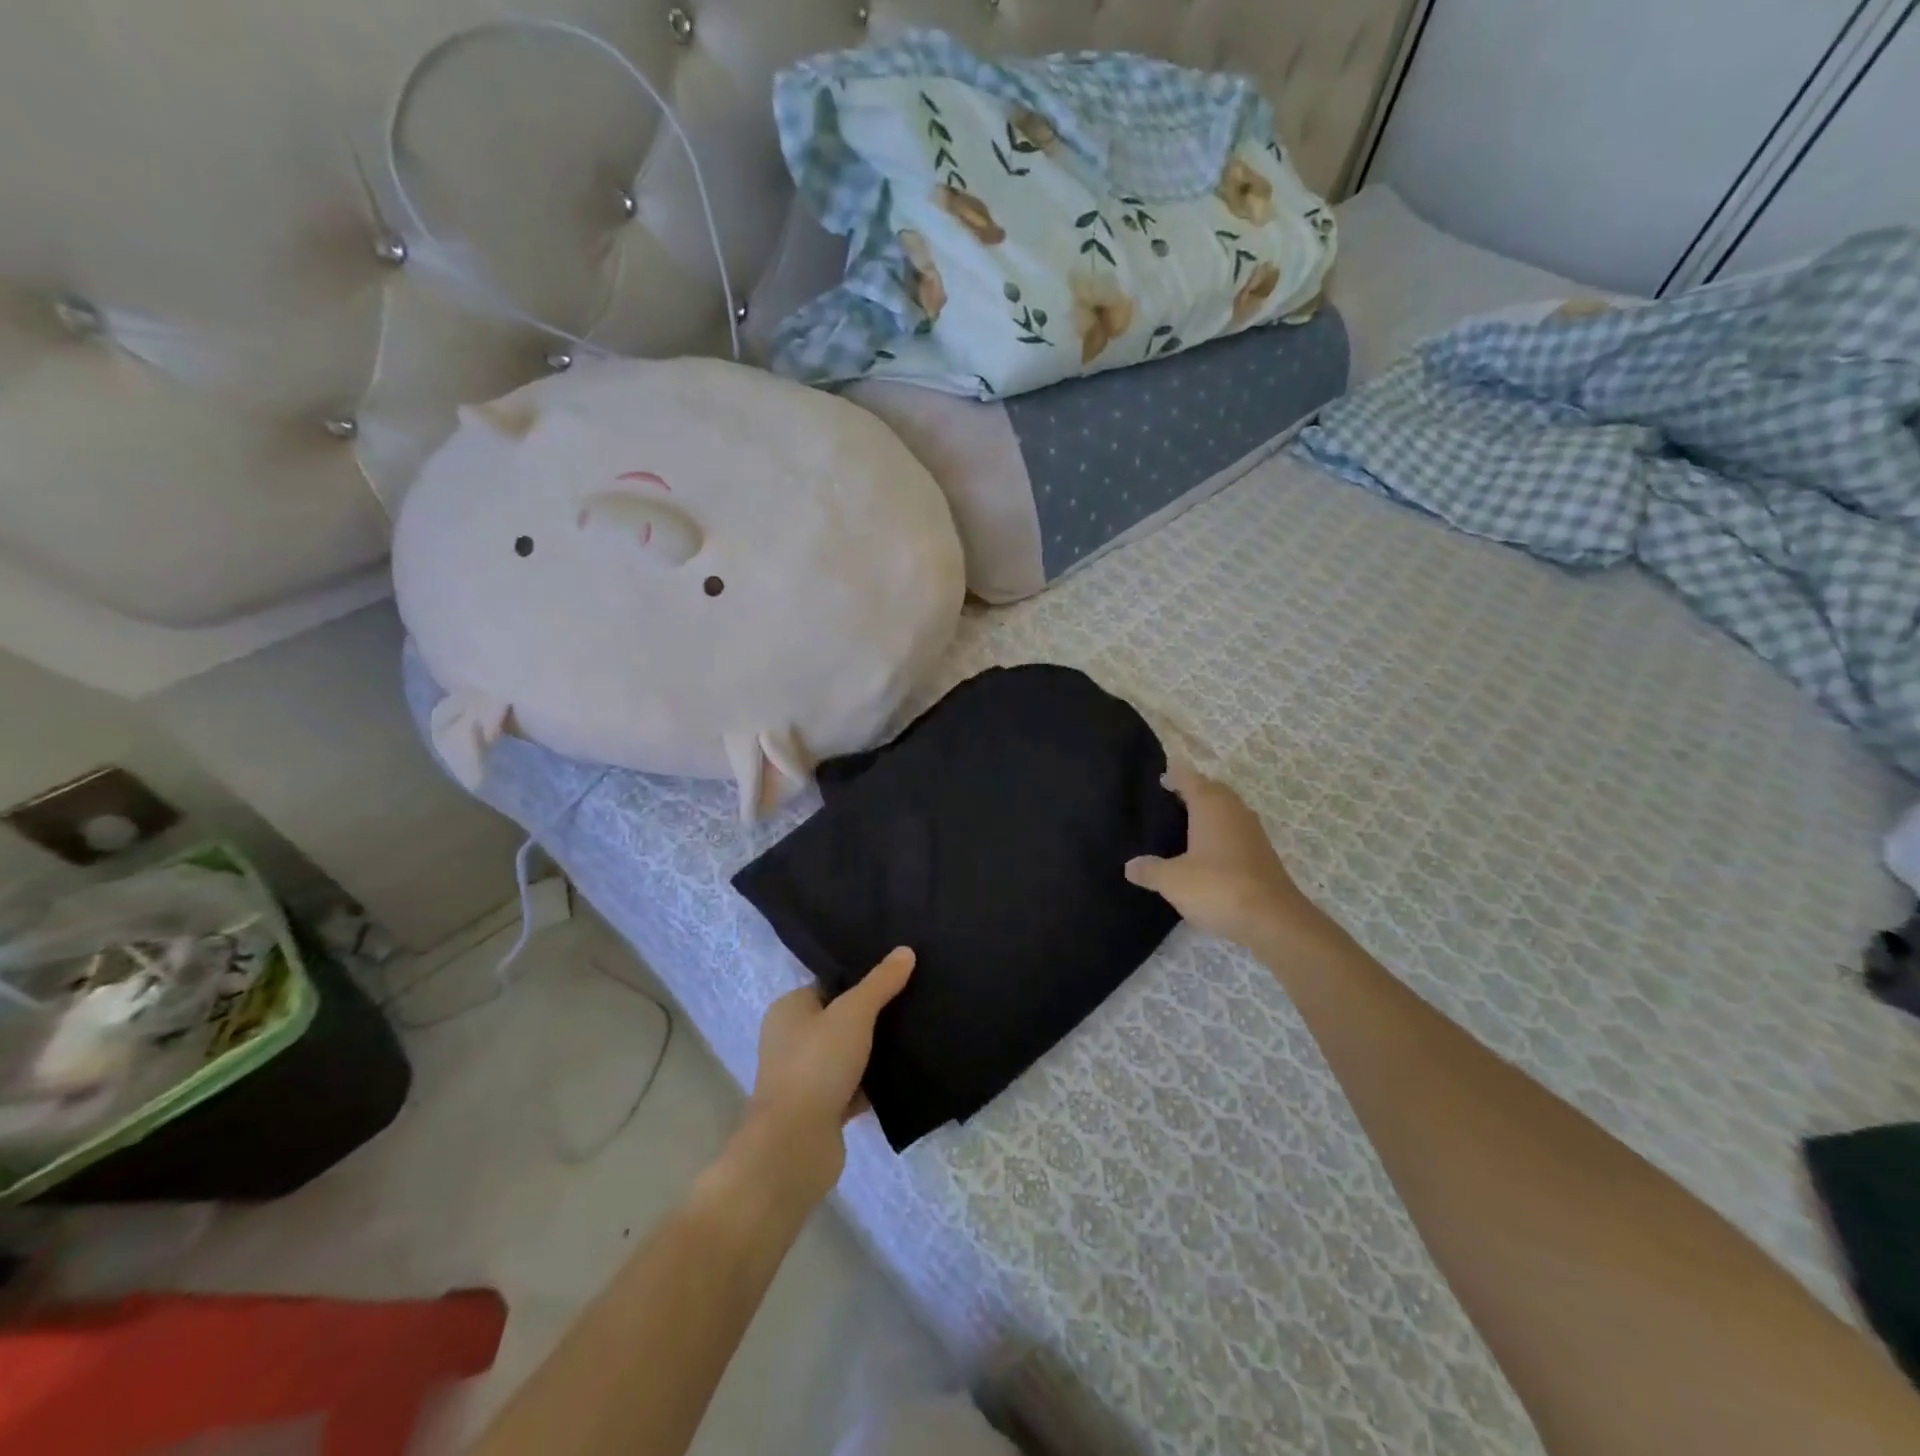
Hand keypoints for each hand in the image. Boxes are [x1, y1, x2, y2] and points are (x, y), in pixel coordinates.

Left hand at [745, 948, 915, 1200]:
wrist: (795, 1146)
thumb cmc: (817, 1065)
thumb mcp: (854, 1013)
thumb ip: (880, 982)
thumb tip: (906, 950)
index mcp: (788, 1009)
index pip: (829, 984)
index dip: (861, 980)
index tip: (898, 976)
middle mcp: (791, 1040)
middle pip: (840, 1019)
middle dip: (873, 1016)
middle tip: (913, 1002)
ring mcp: (805, 1077)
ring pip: (849, 1054)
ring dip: (875, 1051)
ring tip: (916, 1035)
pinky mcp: (820, 1109)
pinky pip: (854, 1086)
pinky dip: (874, 1083)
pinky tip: (906, 1074)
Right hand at [1125, 760, 1337, 955]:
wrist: (1273, 920)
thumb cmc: (1217, 887)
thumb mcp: (1172, 881)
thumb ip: (1149, 870)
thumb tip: (1130, 865)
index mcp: (1210, 806)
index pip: (1190, 778)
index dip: (1174, 775)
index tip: (1160, 776)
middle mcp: (1234, 811)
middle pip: (1212, 791)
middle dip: (1193, 791)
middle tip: (1168, 800)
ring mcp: (1252, 833)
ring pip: (1227, 812)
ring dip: (1209, 813)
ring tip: (1184, 825)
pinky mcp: (1262, 855)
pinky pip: (1235, 833)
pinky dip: (1219, 835)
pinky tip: (1205, 853)